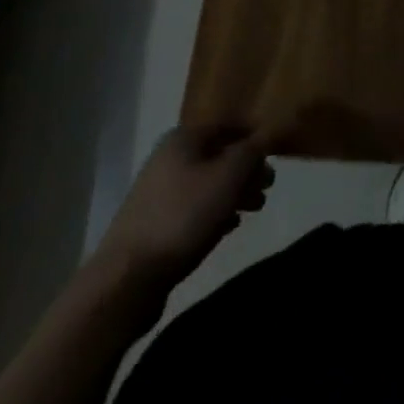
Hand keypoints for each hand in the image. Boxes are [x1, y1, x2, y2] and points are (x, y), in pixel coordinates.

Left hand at [92, 125, 274, 291]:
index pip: (229, 125)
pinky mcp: (153, 223)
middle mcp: (169, 157)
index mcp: (184, 137)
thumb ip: (252, 151)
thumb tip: (265, 137)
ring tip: (253, 210)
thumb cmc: (184, 216)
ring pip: (207, 182)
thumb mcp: (228, 176)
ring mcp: (158, 191)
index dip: (254, 137)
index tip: (276, 156)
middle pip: (218, 154)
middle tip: (267, 188)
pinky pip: (193, 207)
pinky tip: (228, 227)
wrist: (127, 278)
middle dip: (246, 169)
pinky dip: (214, 211)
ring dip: (233, 192)